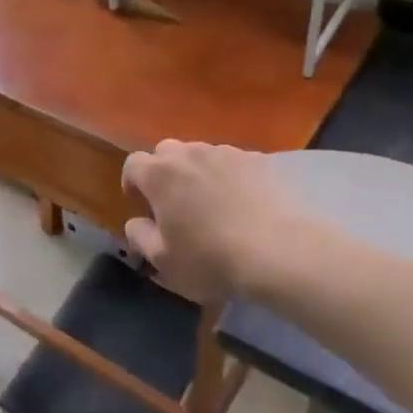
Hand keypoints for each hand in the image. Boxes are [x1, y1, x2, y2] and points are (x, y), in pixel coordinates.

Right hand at [122, 141, 304, 302]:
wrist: (280, 253)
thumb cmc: (211, 259)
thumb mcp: (162, 260)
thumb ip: (139, 236)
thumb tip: (136, 222)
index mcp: (159, 175)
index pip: (133, 164)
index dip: (133, 183)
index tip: (141, 205)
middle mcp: (189, 154)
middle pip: (166, 152)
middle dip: (164, 172)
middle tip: (174, 202)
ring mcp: (227, 153)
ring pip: (201, 154)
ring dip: (197, 172)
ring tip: (211, 201)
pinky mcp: (259, 160)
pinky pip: (233, 162)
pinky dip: (230, 176)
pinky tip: (242, 201)